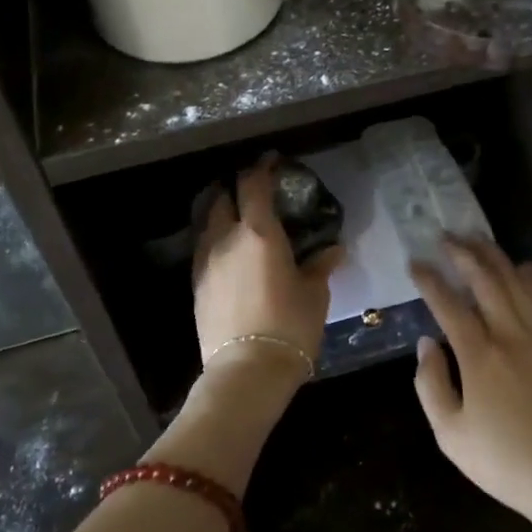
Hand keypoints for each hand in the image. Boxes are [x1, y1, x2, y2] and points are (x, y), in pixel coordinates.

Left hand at [193, 157, 344, 382]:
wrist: (246, 370)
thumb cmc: (289, 325)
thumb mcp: (314, 293)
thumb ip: (320, 265)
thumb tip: (335, 249)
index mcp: (259, 233)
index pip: (254, 185)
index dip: (261, 167)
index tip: (270, 160)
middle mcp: (226, 238)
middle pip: (222, 197)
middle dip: (235, 187)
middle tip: (253, 191)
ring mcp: (206, 261)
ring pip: (207, 222)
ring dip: (221, 212)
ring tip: (238, 218)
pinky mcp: (197, 284)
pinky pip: (204, 248)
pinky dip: (215, 239)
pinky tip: (229, 253)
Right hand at [410, 238, 531, 531]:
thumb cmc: (504, 462)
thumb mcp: (450, 435)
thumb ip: (431, 384)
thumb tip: (426, 344)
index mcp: (480, 355)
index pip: (448, 305)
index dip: (429, 280)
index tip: (415, 263)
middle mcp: (512, 335)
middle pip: (486, 281)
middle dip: (463, 254)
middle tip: (446, 237)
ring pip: (518, 283)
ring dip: (496, 257)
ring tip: (479, 240)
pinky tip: (525, 268)